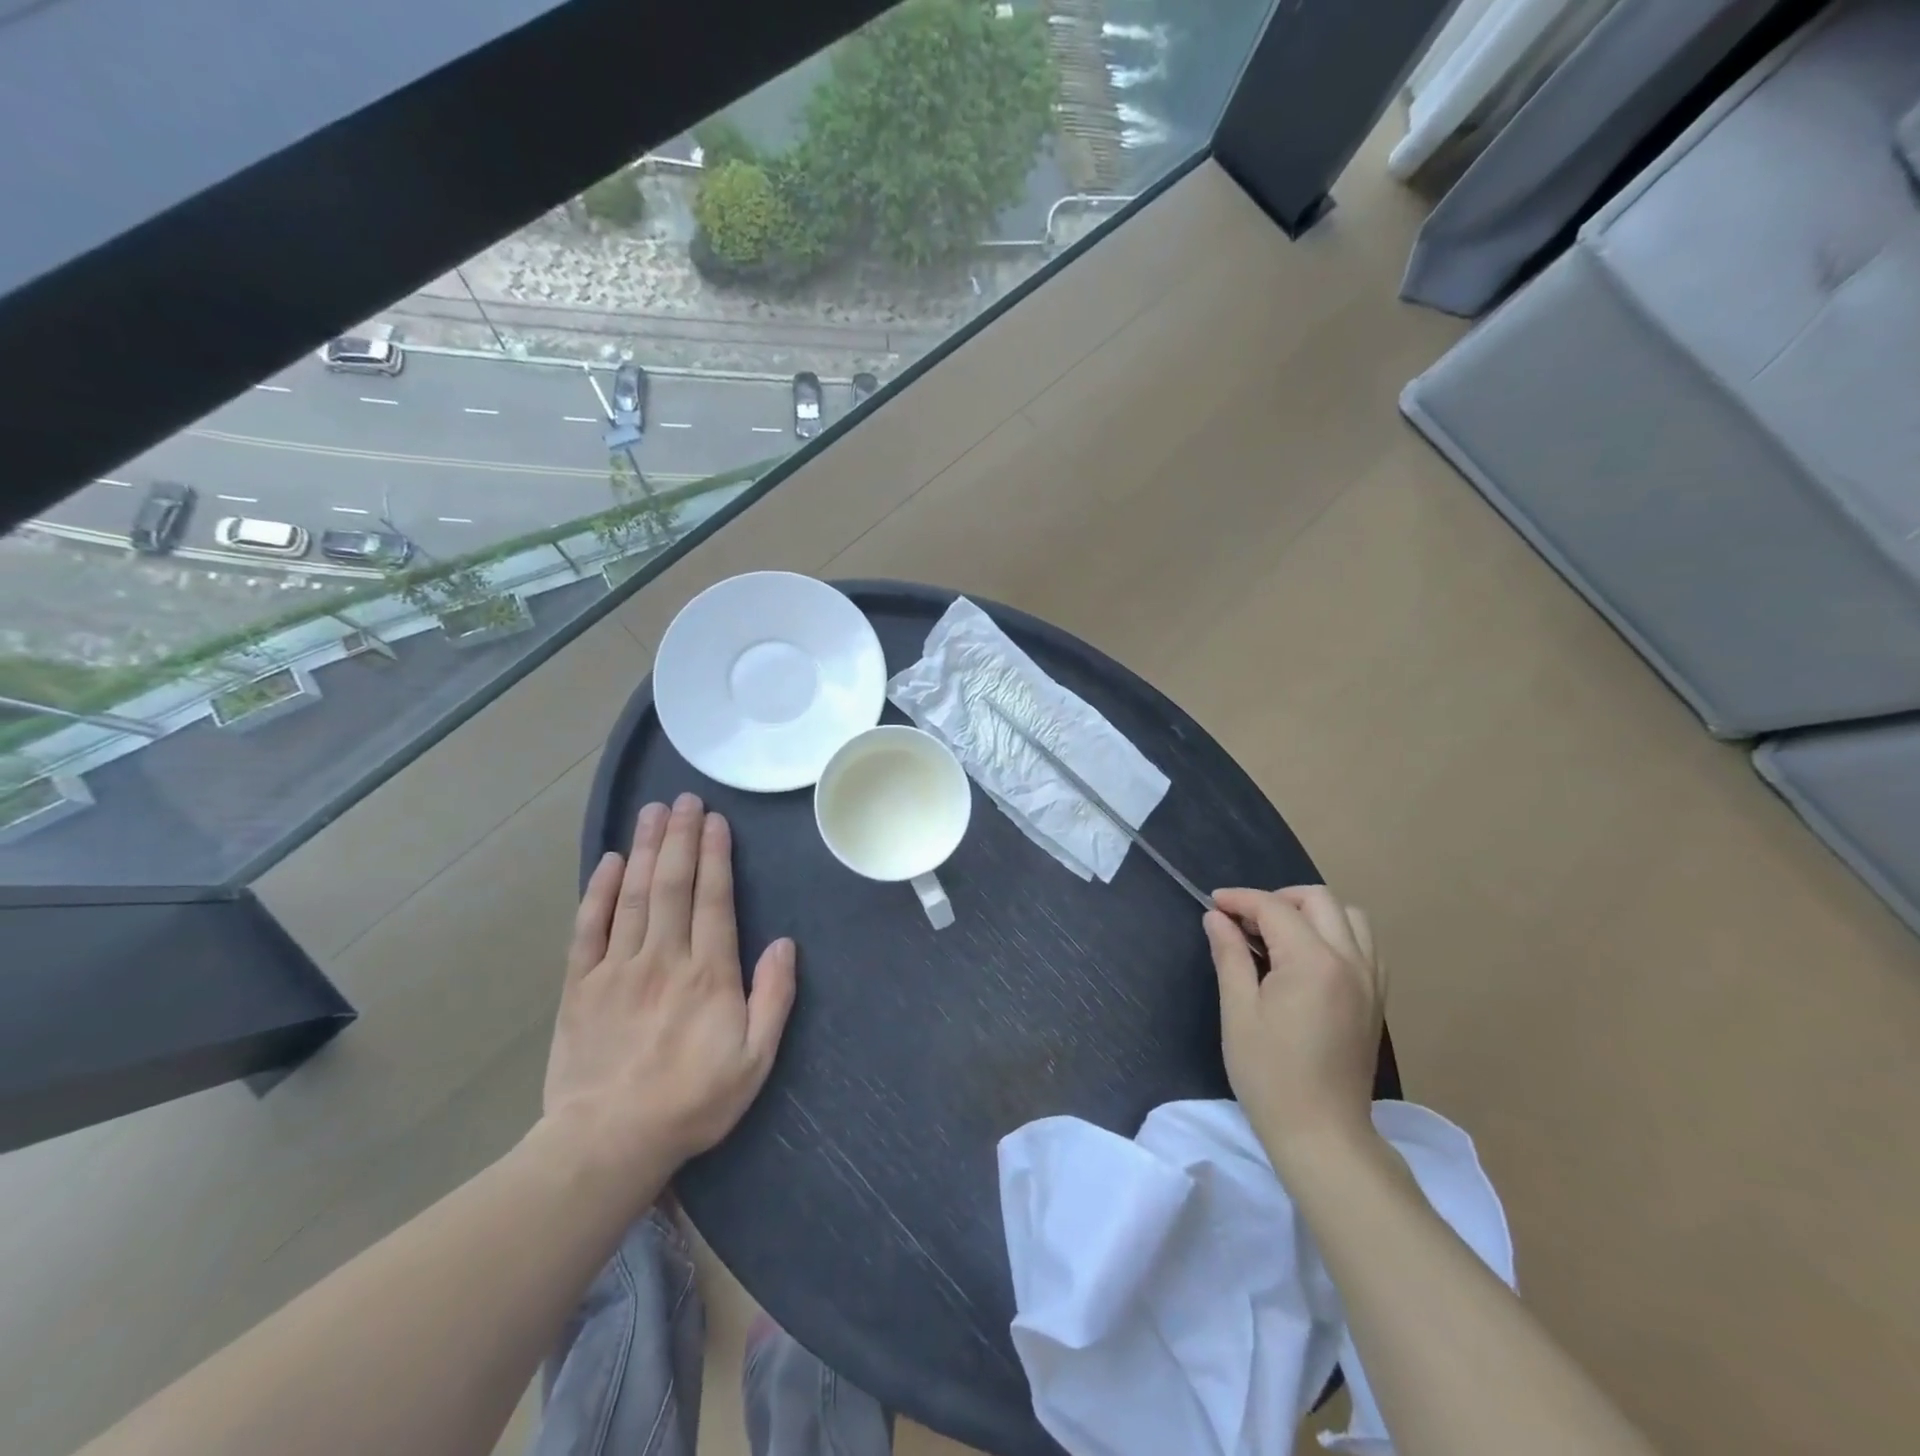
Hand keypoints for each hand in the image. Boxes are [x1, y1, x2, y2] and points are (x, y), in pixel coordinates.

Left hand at [541, 794, 796, 1190]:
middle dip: (680, 837)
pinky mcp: (580, 986)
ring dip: (645, 849)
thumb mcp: (755, 1060)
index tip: (715, 820)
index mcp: (708, 973)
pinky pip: (588, 928)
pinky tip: (608, 861)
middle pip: (672, 884)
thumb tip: (785, 944)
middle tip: (684, 799)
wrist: (606, 1144)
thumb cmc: (691, 1102)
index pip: (713, 899)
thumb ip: (773, 999)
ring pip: (634, 895)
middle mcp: (663, 958)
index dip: (715, 855)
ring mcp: (617, 968)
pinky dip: (598, 892)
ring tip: (652, 812)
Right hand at [1204, 886, 1384, 1171]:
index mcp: (1313, 962)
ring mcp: (1371, 979)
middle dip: (1277, 898)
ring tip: (1280, 935)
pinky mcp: (1377, 998)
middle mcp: (1350, 960)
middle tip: (1245, 921)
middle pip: (1318, 899)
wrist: (1322, 1133)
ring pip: (1349, 916)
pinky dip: (1337, 934)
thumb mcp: (1238, 1011)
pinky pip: (1365, 944)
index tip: (1213, 904)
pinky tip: (1310, 957)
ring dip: (1312, 913)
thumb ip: (1230, 955)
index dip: (1240, 900)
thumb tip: (1216, 917)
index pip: (1274, 908)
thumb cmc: (1270, 1074)